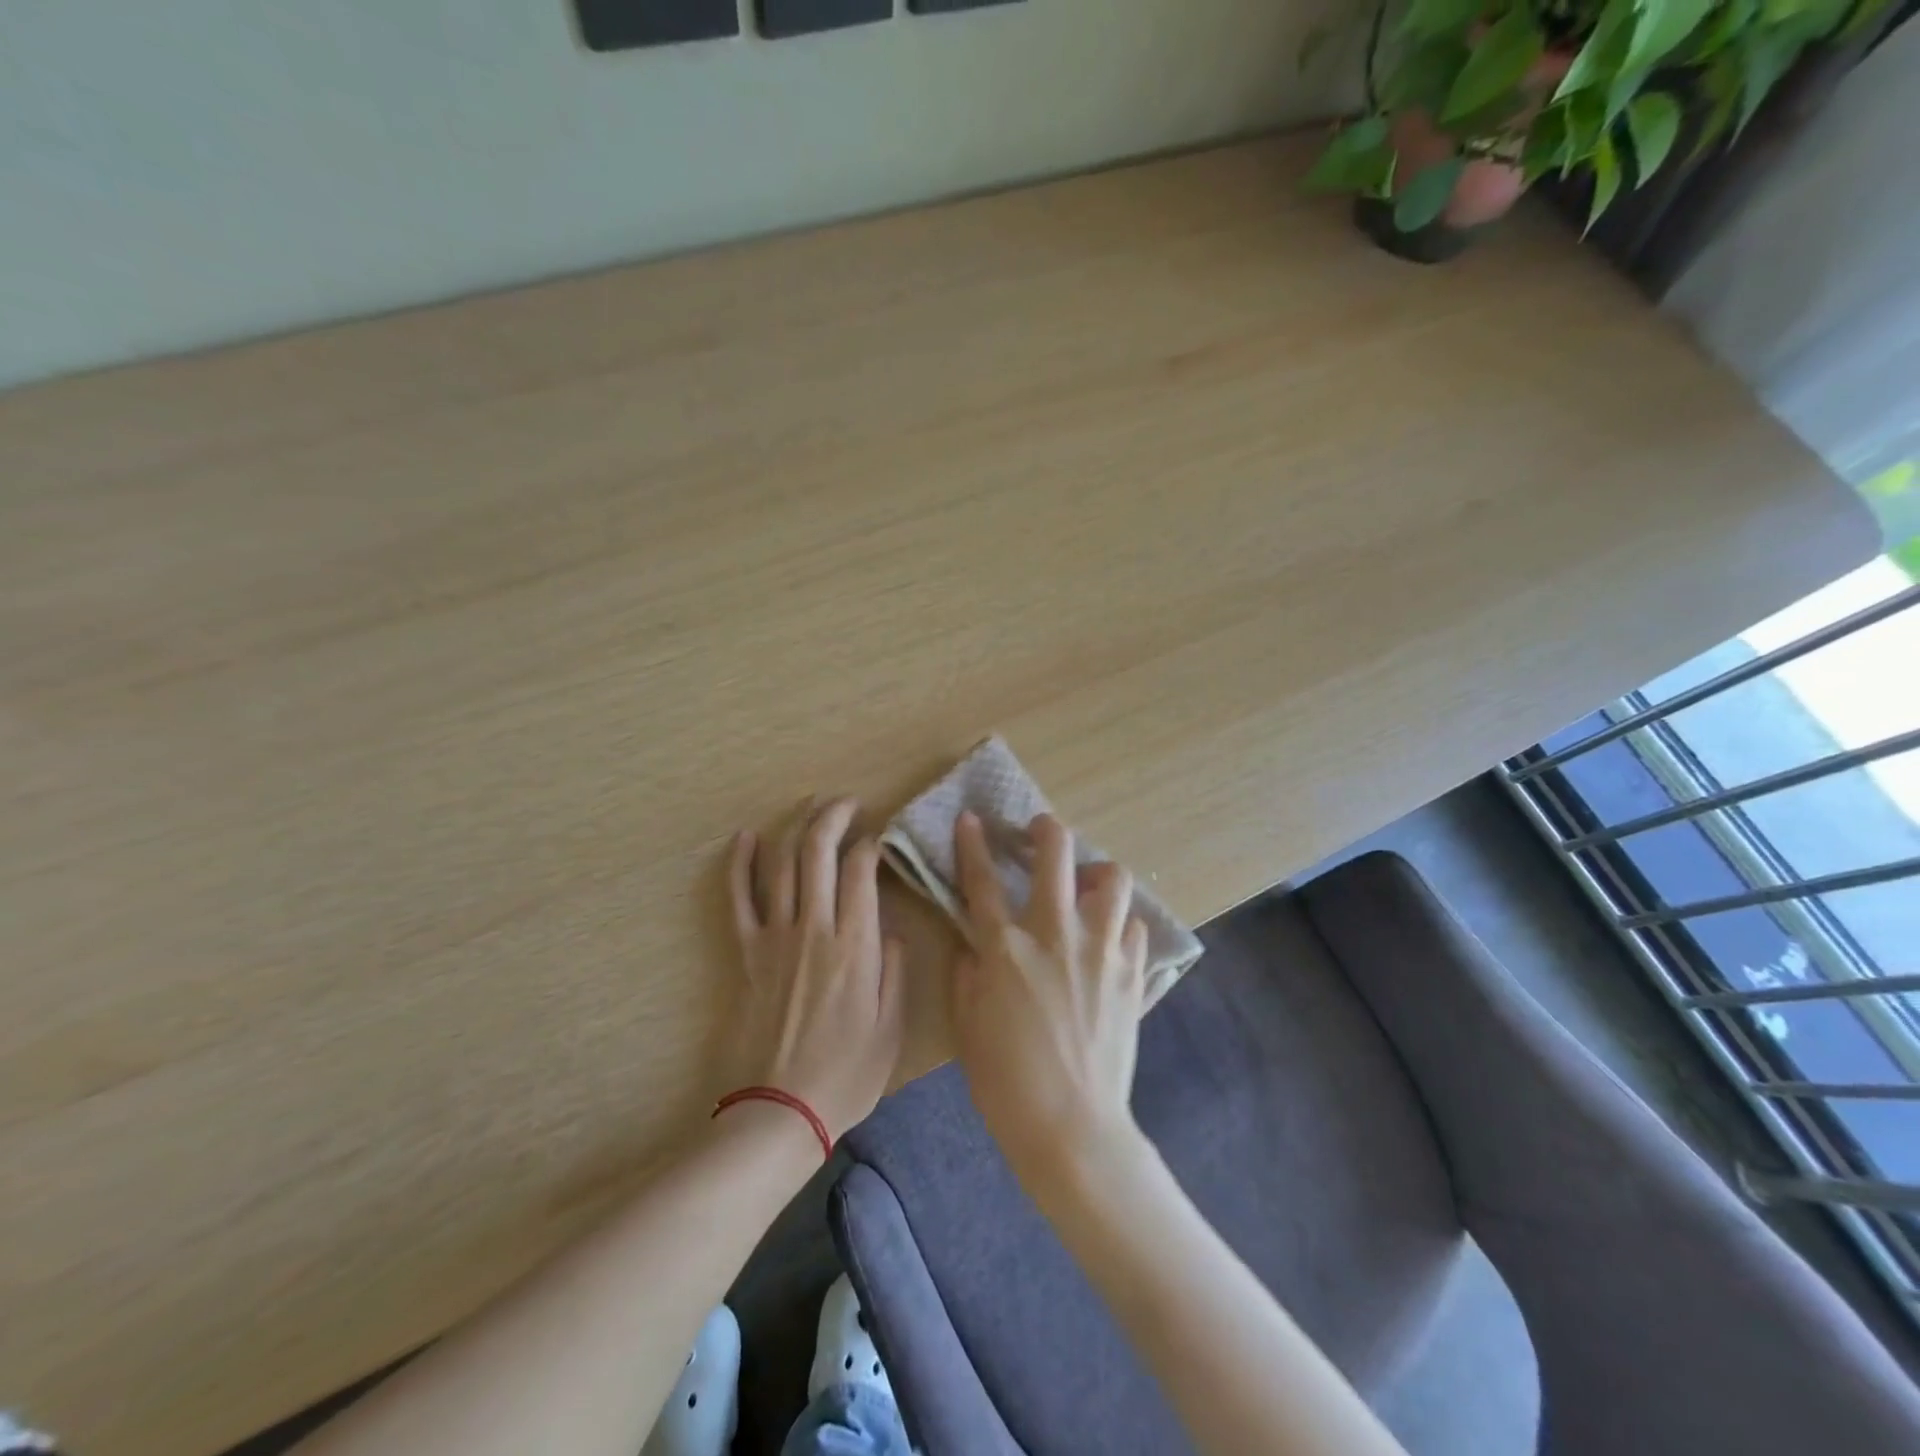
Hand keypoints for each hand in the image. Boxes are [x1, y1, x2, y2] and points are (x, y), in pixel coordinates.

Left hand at [726, 798, 905, 1141]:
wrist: (778, 1110)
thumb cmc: (845, 1075)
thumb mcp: (891, 1028)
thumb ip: (893, 971)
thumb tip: (888, 930)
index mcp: (854, 944)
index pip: (862, 870)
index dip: (872, 844)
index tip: (880, 839)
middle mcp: (814, 928)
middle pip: (818, 852)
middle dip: (834, 817)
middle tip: (848, 803)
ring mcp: (775, 937)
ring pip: (782, 864)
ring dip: (796, 827)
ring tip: (811, 805)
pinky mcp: (747, 952)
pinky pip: (738, 898)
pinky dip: (739, 863)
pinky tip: (746, 837)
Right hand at [950, 810, 1148, 1181]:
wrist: (1072, 1127)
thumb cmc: (1007, 1081)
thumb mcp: (967, 1026)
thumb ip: (966, 973)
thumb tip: (972, 944)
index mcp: (1007, 947)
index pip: (982, 880)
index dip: (973, 843)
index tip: (971, 818)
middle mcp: (1056, 934)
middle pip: (1056, 854)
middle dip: (1046, 829)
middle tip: (1041, 831)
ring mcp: (1101, 949)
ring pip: (1113, 878)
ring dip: (1097, 872)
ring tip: (1088, 884)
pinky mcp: (1132, 972)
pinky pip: (1135, 926)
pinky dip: (1121, 923)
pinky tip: (1110, 938)